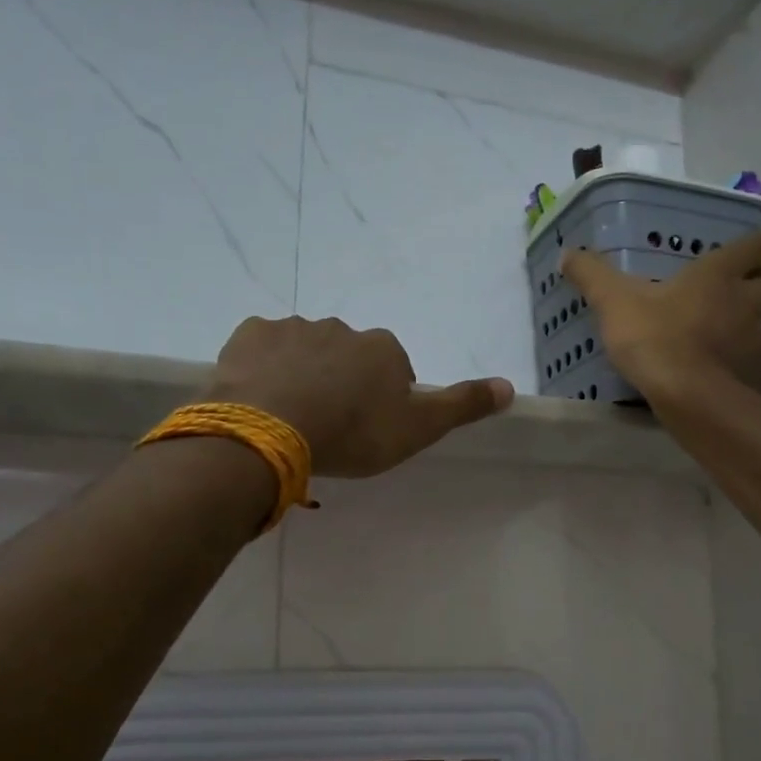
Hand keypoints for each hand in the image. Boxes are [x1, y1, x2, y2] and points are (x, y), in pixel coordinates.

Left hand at [209, 316, 513, 476]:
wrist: (271, 431)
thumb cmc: (352, 433)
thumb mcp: (417, 429)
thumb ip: (462, 406)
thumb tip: (510, 386)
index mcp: (383, 349)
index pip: (394, 368)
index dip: (383, 398)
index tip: (369, 428)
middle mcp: (341, 329)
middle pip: (348, 356)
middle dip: (342, 382)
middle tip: (330, 424)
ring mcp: (292, 328)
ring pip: (304, 350)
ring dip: (303, 373)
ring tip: (291, 415)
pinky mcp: (250, 336)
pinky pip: (262, 347)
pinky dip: (263, 366)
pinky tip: (259, 396)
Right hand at [562, 230, 760, 398]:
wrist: (685, 392)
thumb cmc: (652, 336)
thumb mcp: (613, 300)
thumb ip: (592, 275)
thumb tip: (567, 252)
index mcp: (717, 276)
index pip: (754, 247)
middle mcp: (747, 303)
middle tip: (760, 296)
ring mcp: (760, 343)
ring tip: (759, 344)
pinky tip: (760, 388)